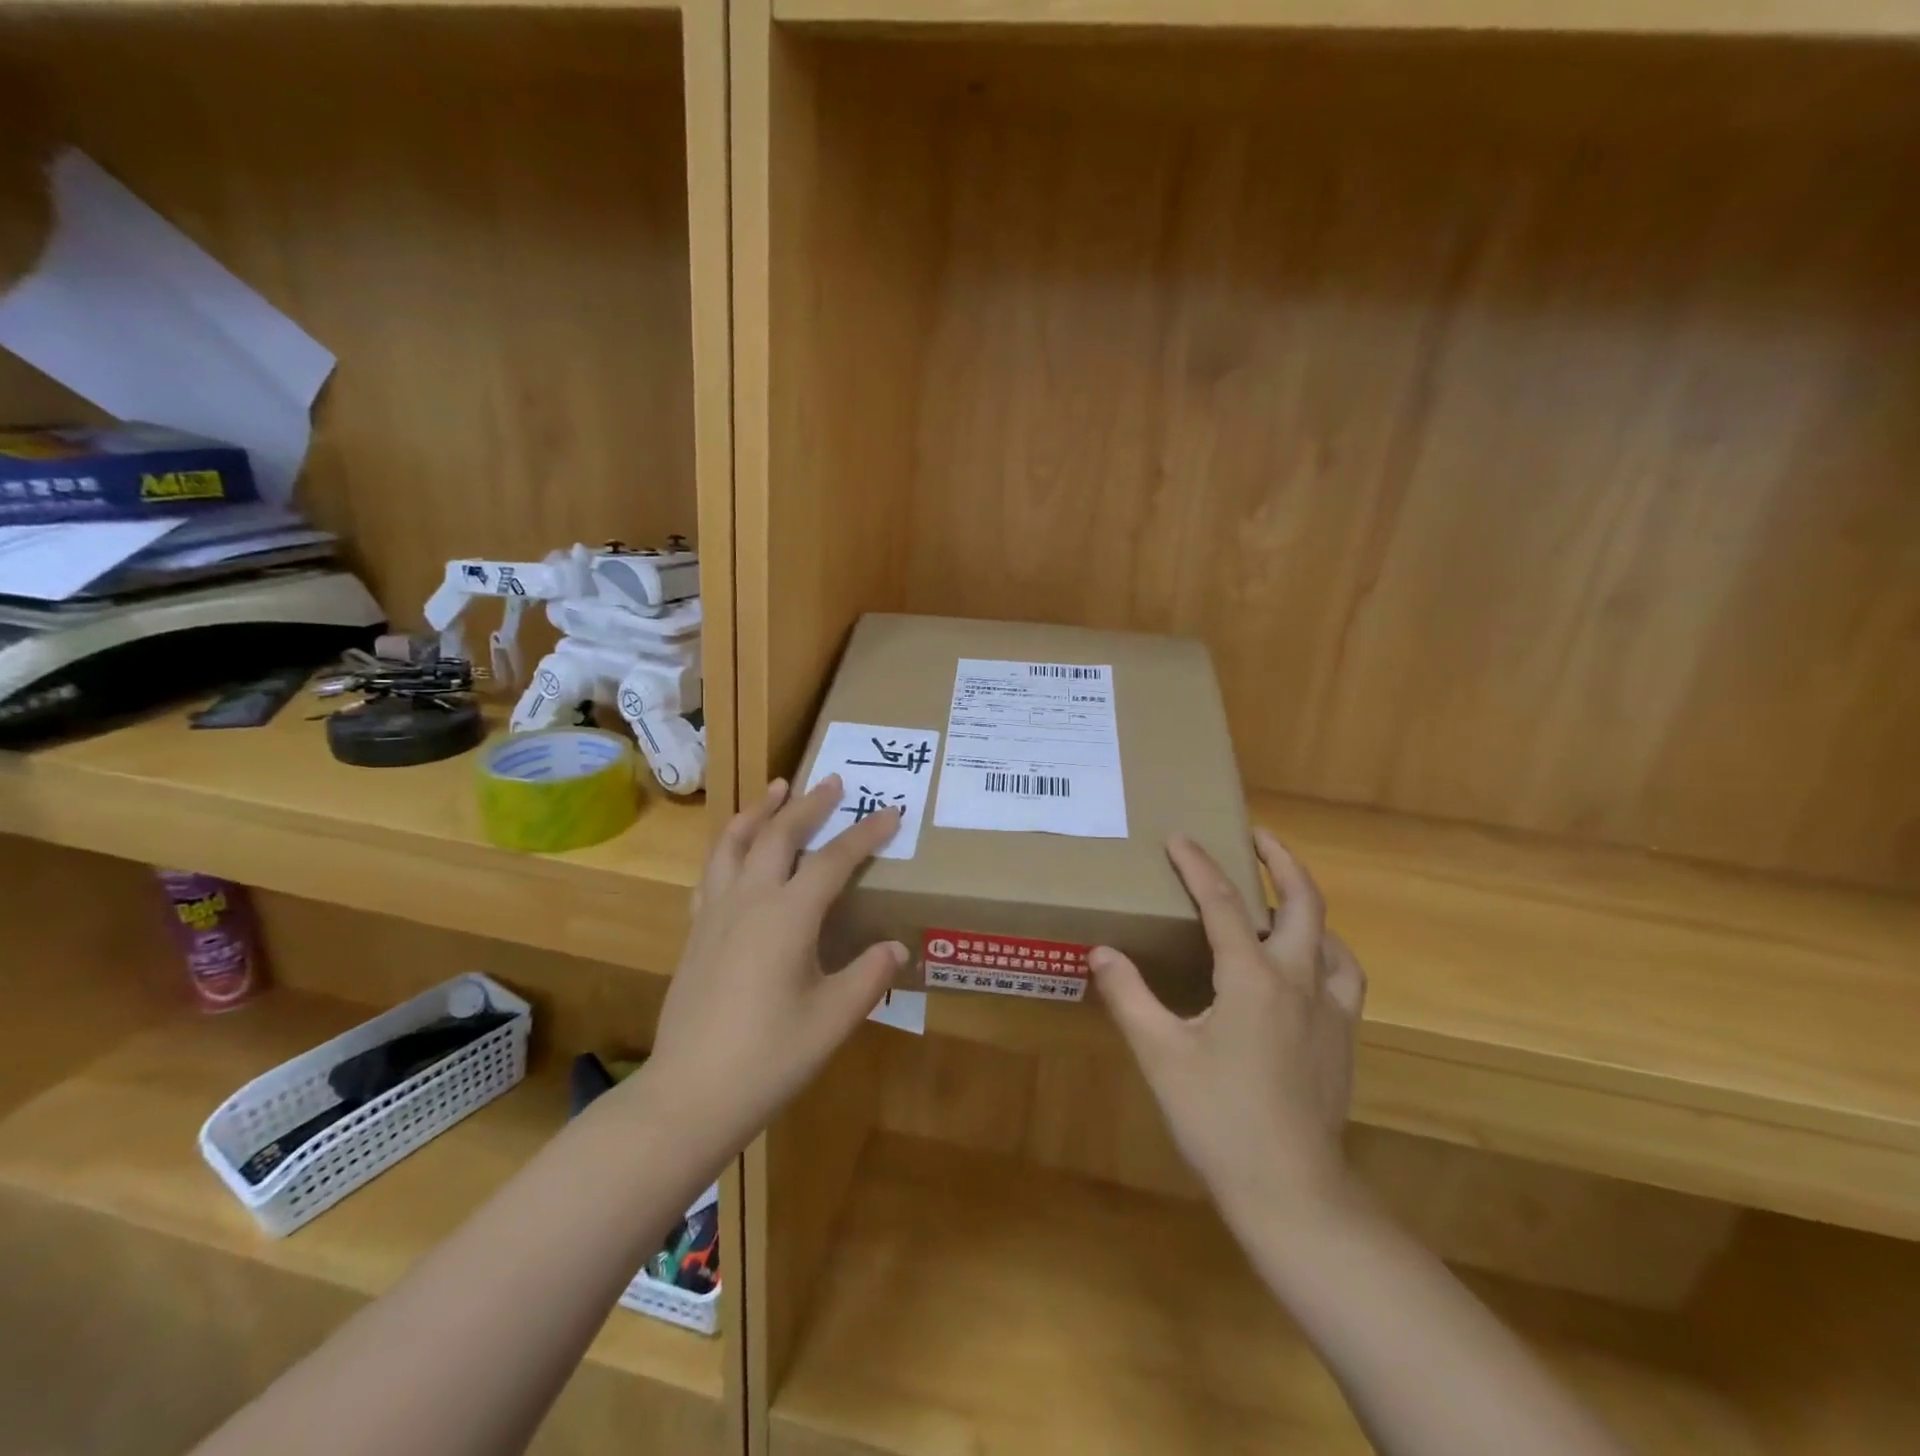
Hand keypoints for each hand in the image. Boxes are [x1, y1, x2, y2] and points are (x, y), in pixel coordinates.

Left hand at [644, 776, 906, 1157]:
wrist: (689, 1095)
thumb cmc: (769, 1057)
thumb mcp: (833, 1019)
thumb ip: (868, 976)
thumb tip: (896, 946)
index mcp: (788, 916)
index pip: (834, 860)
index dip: (865, 834)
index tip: (890, 812)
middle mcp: (750, 900)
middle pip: (780, 835)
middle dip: (809, 805)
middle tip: (831, 781)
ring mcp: (716, 914)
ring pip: (735, 843)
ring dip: (759, 811)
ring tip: (776, 789)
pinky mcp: (696, 932)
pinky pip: (713, 872)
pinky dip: (730, 847)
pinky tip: (736, 852)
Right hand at [1091, 830, 1365, 1224]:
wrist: (1292, 1192)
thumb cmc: (1219, 1118)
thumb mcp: (1160, 1054)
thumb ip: (1129, 996)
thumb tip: (1102, 952)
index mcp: (1252, 978)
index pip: (1224, 903)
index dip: (1198, 865)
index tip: (1179, 837)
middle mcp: (1299, 980)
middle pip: (1302, 902)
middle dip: (1279, 860)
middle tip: (1256, 835)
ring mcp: (1330, 1010)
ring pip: (1331, 936)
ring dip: (1306, 904)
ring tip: (1280, 896)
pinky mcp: (1343, 1039)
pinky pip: (1345, 976)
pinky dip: (1329, 951)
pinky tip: (1311, 964)